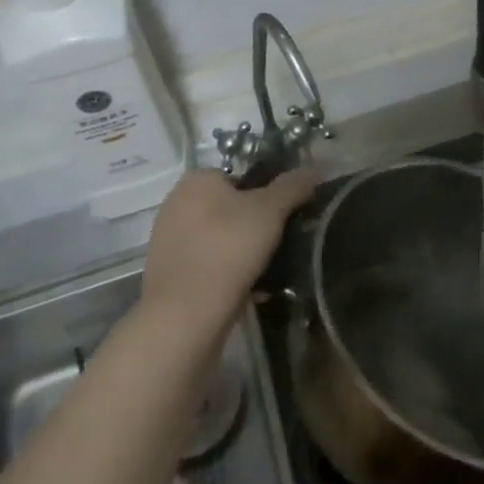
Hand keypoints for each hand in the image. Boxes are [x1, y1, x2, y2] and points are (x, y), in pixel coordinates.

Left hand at [139, 168, 319, 340]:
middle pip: (231, 208)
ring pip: (221, 238)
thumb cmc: (228, 249)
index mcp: (197, 180)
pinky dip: (228, 273)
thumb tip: (315, 170)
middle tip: (280, 243)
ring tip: (270, 270)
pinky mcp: (169, 272)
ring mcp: (168, 240)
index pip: (241, 177)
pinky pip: (209, 264)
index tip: (284, 216)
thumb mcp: (271, 210)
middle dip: (256, 225)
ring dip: (244, 251)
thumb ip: (293, 186)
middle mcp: (177, 203)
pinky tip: (251, 290)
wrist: (186, 314)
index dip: (267, 194)